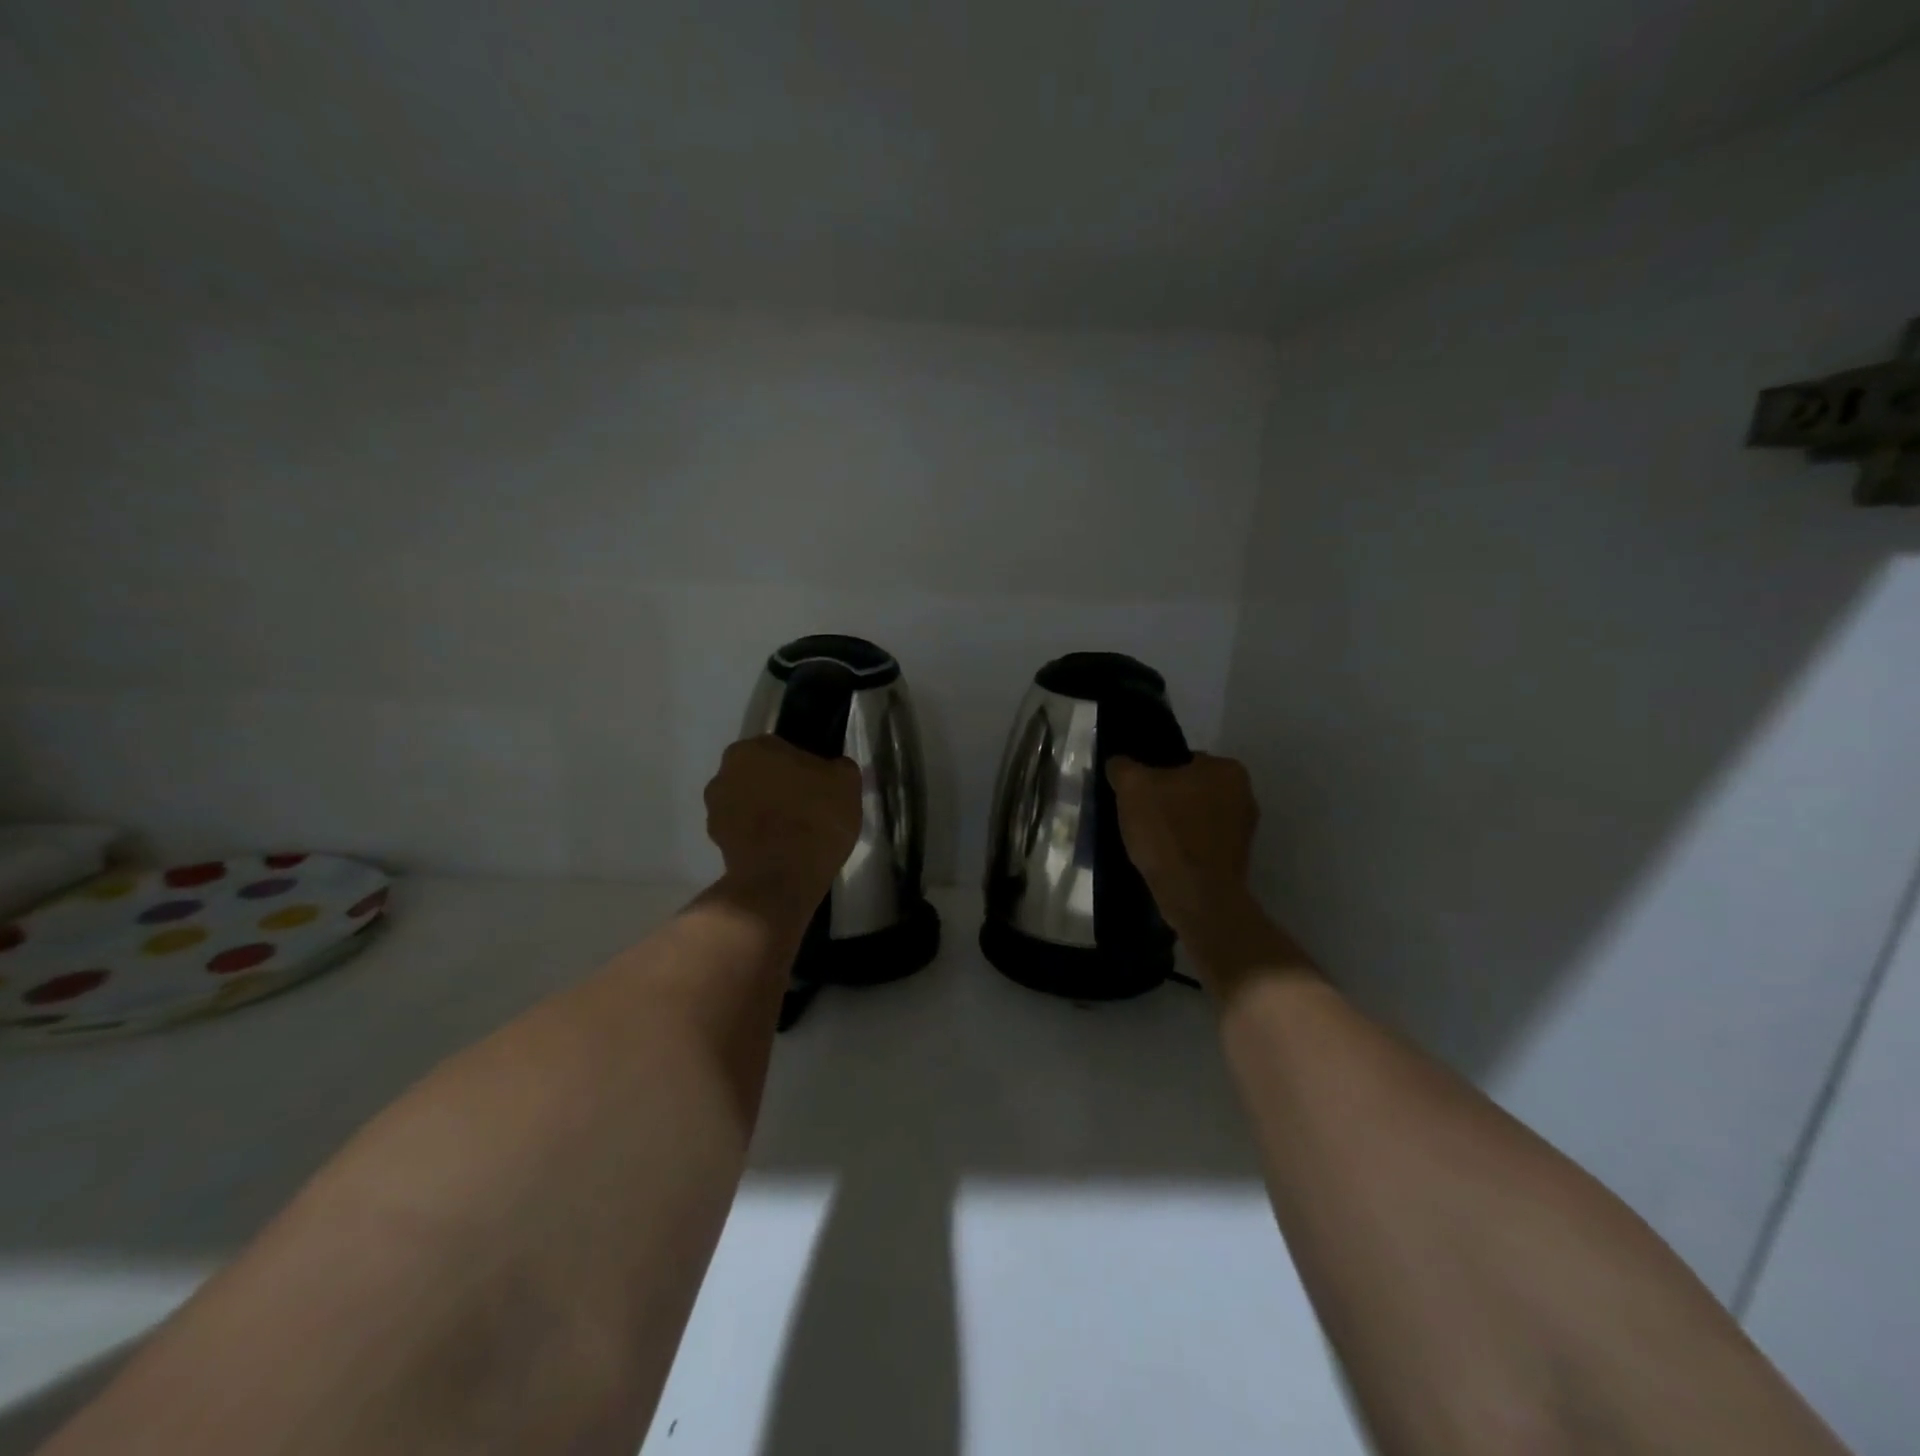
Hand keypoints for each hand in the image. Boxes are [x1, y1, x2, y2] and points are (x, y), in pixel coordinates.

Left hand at [705, 736, 861, 908]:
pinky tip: (782, 850)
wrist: (782, 878)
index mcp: (752, 748)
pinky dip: (759, 836)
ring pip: (748, 802)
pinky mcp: (716, 843)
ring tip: (795, 833)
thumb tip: (833, 769)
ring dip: (766, 811)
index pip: (781, 749)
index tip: (819, 784)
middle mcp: (724, 773)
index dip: (803, 766)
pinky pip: (744, 831)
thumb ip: (838, 767)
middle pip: (760, 774)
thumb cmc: (815, 817)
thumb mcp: (847, 782)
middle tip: (808, 806)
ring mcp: (714, 810)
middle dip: (778, 786)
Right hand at [1107, 752, 1258, 937]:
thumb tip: (1120, 763)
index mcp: (1226, 769)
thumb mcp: (1132, 788)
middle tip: (1138, 817)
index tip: (1136, 795)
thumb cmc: (1167, 832)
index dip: (1153, 776)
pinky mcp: (1237, 859)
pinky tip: (1165, 858)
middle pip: (1189, 789)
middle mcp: (1244, 794)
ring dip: (1175, 825)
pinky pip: (1201, 843)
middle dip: (1166, 801)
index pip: (1181, 761)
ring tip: (1149, 842)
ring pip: (1195, 817)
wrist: (1196, 896)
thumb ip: (1123, 767)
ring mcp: (1244, 830)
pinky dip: (1184, 847)